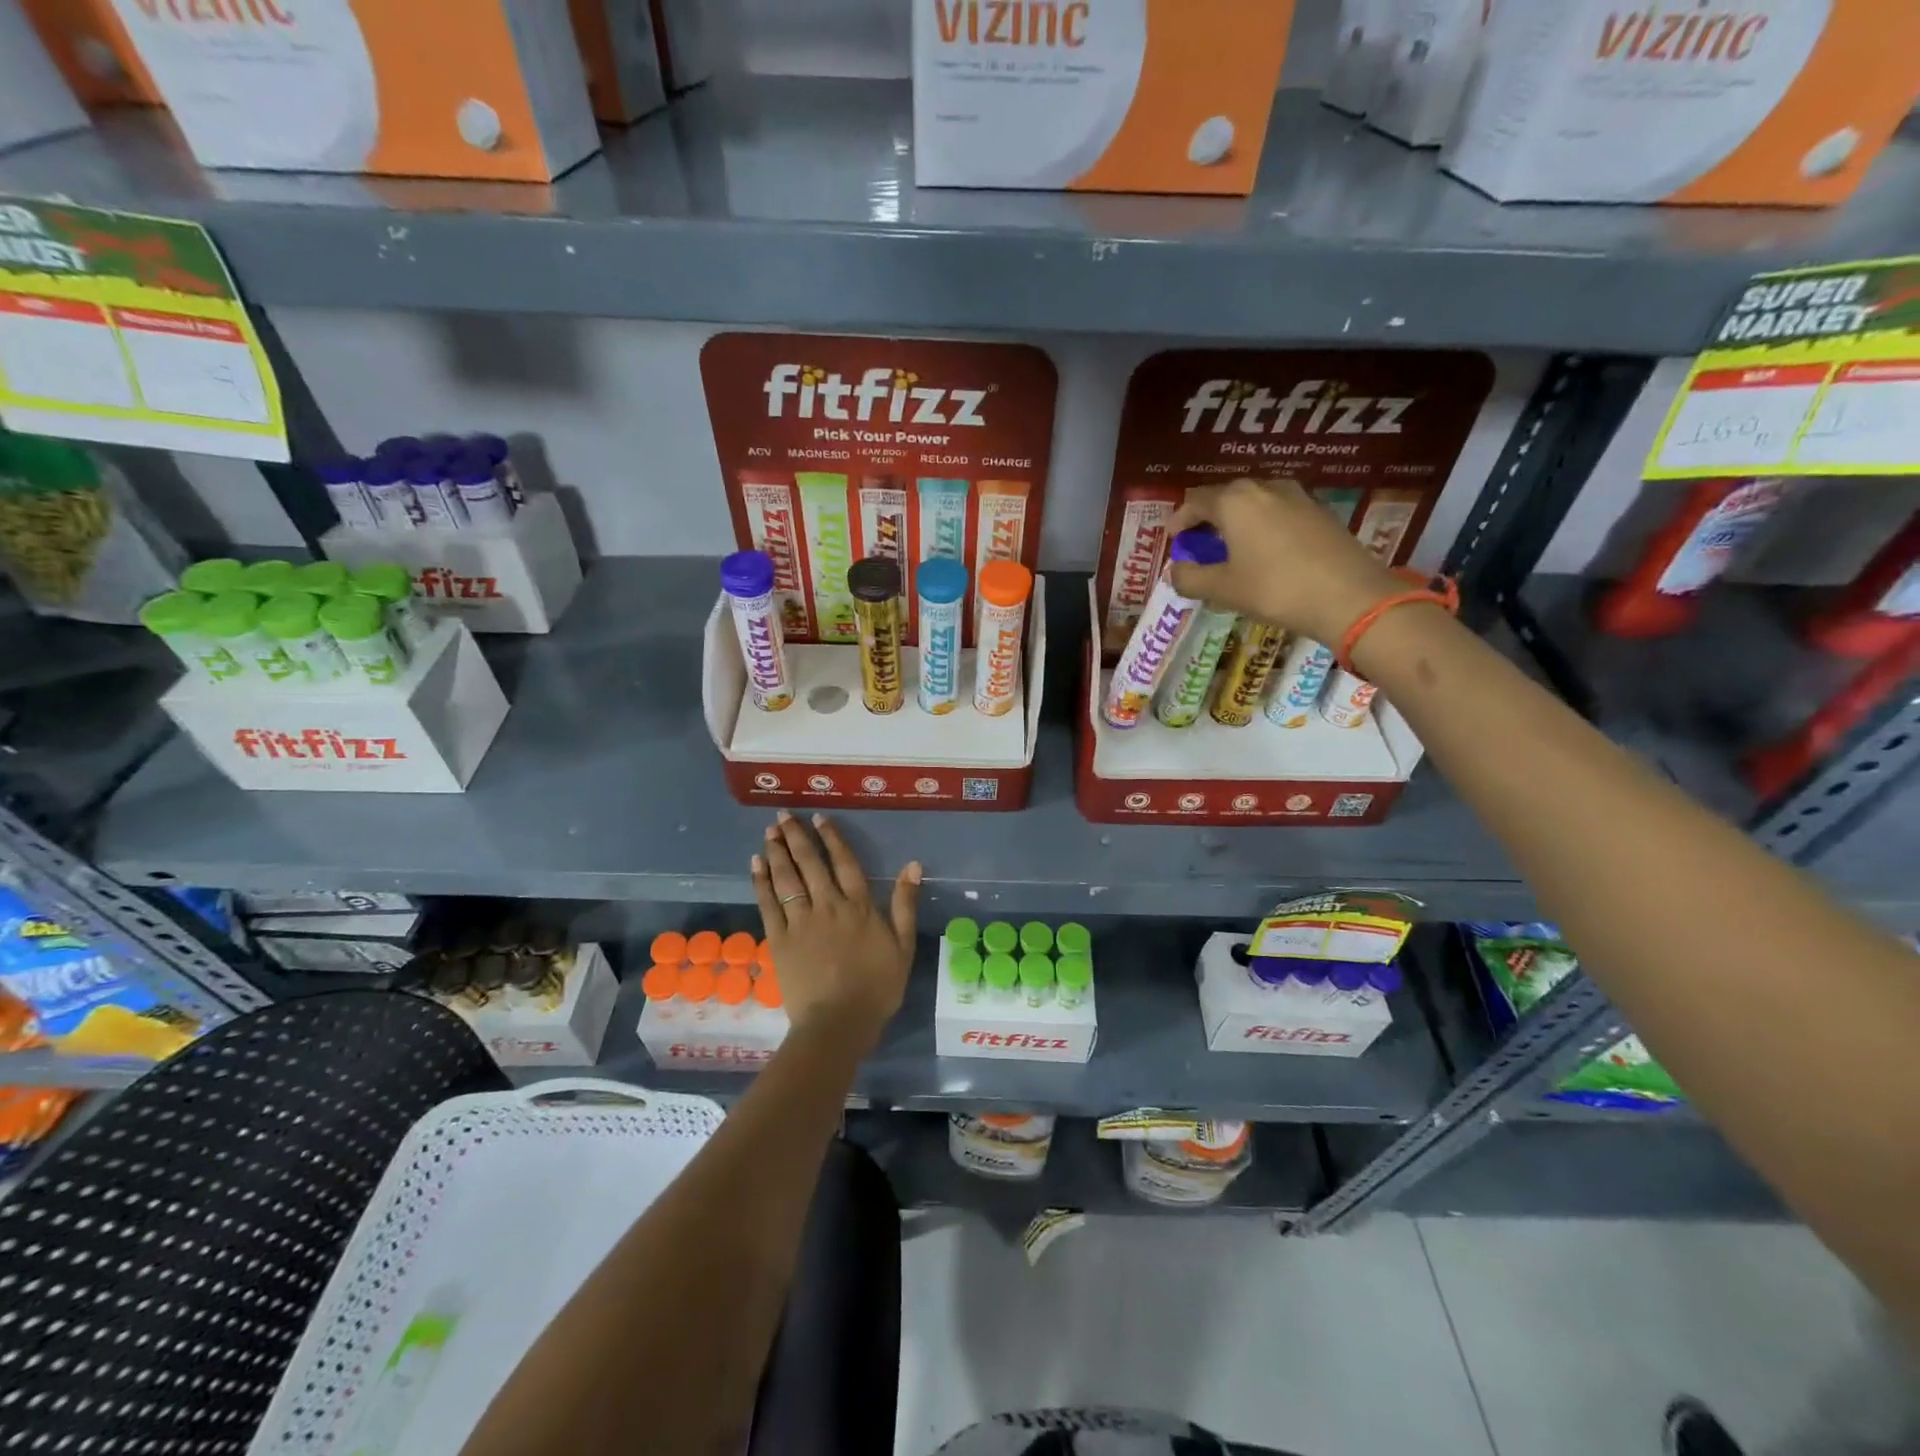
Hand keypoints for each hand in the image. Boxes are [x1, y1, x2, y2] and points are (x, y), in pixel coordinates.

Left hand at [752, 812, 920, 1052]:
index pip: (844, 862)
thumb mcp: (903, 946)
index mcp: (859, 906)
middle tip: (783, 816)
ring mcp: (801, 922)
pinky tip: (756, 864)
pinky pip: (768, 904)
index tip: (819, 818)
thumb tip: (913, 864)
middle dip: (796, 837)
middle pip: (810, 864)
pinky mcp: (779, 940)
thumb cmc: (877, 987)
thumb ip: (906, 904)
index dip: (831, 838)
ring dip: (777, 852)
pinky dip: (761, 882)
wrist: (838, 1022)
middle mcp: (828, 905)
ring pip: (787, 878)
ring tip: (769, 832)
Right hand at [1168, 478, 1400, 644]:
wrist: (1350, 597)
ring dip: (1237, 522)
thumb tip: (1175, 571)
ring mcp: (1297, 496)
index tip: (1174, 540)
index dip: (1180, 520)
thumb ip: (1190, 578)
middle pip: (1226, 497)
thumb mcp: (1223, 589)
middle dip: (1208, 519)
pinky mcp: (1320, 512)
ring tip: (1232, 549)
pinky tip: (1265, 553)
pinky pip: (1279, 512)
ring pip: (1255, 503)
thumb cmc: (1275, 589)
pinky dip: (1263, 527)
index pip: (1195, 500)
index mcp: (1235, 500)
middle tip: (1200, 546)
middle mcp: (1265, 488)